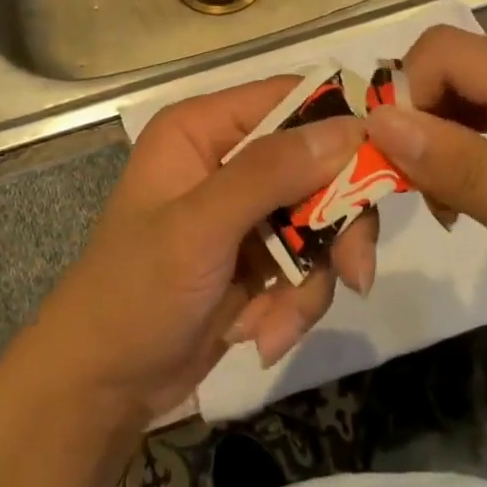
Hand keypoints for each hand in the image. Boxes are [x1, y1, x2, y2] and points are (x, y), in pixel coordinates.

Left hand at [30, 77, 377, 421]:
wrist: (101, 387)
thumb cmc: (136, 292)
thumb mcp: (200, 227)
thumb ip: (271, 172)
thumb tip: (349, 126)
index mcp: (204, 128)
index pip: (288, 98)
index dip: (338, 123)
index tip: (384, 162)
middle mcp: (228, 157)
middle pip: (317, 164)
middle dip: (336, 224)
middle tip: (354, 272)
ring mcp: (246, 210)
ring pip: (320, 220)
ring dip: (312, 278)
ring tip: (277, 324)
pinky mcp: (258, 256)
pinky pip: (308, 264)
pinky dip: (295, 303)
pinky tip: (260, 335)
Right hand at [364, 26, 486, 358]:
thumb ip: (464, 170)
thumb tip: (381, 121)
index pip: (443, 50)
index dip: (405, 97)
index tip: (401, 167)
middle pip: (454, 59)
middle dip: (421, 118)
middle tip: (428, 195)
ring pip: (471, 76)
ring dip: (443, 127)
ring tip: (453, 197)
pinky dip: (472, 130)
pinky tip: (482, 179)